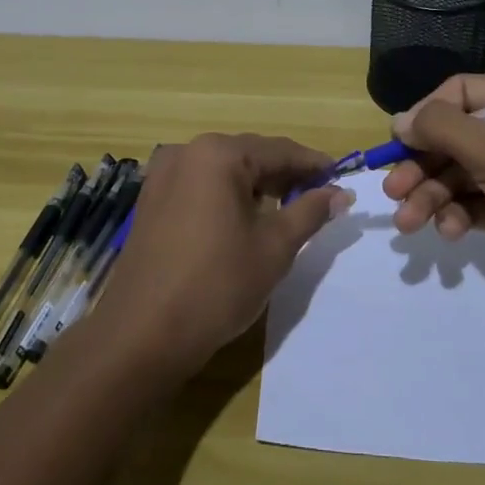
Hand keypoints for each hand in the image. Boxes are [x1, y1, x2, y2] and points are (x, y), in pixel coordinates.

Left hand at [88, 134, 348, 375]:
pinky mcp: (151, 201)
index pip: (278, 150)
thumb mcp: (274, 247)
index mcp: (218, 154)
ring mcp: (163, 176)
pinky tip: (244, 220)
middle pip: (249, 155)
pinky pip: (200, 186)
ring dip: (256, 186)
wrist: (142, 334)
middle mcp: (187, 152)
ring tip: (287, 210)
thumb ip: (310, 212)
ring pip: (223, 171)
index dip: (313, 164)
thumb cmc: (217, 285)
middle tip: (318, 197)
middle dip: (284, 175)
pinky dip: (227, 196)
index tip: (341, 177)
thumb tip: (340, 193)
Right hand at [382, 74, 484, 304]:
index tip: (399, 142)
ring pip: (456, 175)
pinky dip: (454, 215)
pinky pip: (470, 203)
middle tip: (392, 192)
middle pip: (452, 138)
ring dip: (429, 197)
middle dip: (420, 166)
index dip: (425, 114)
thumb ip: (442, 127)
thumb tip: (400, 120)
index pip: (459, 93)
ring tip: (408, 223)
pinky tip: (449, 232)